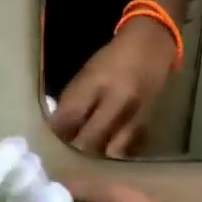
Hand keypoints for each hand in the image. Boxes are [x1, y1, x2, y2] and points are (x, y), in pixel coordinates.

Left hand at [51, 19, 177, 157]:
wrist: (151, 47)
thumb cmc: (113, 58)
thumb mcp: (87, 71)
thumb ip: (73, 99)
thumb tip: (57, 125)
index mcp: (97, 82)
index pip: (70, 116)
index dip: (57, 130)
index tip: (50, 136)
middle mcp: (118, 100)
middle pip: (89, 139)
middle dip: (75, 147)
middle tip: (67, 148)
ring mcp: (135, 115)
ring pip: (110, 151)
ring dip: (95, 154)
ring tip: (86, 151)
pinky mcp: (147, 124)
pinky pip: (127, 149)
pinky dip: (114, 153)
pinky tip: (106, 150)